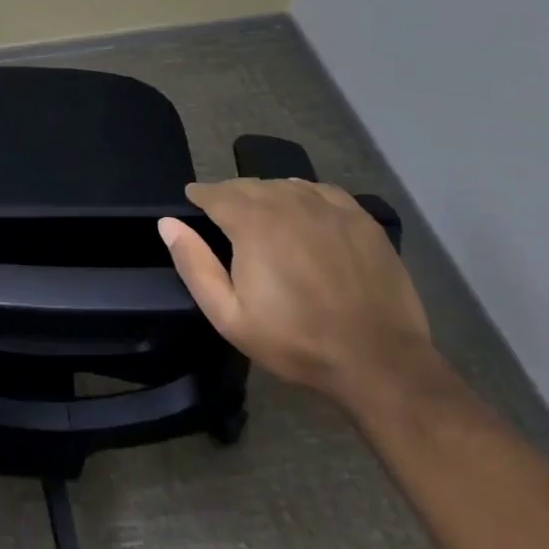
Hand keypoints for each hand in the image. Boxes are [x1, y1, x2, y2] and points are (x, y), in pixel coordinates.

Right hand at [158, 179, 431, 405]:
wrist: (380, 363)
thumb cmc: (297, 341)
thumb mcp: (230, 316)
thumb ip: (194, 265)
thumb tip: (168, 223)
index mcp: (252, 221)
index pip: (214, 192)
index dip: (199, 197)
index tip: (194, 206)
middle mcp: (286, 200)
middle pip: (247, 185)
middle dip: (231, 198)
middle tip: (228, 224)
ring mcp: (327, 206)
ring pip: (282, 185)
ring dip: (267, 197)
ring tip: (266, 223)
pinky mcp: (359, 217)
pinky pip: (320, 191)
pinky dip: (304, 197)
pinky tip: (305, 219)